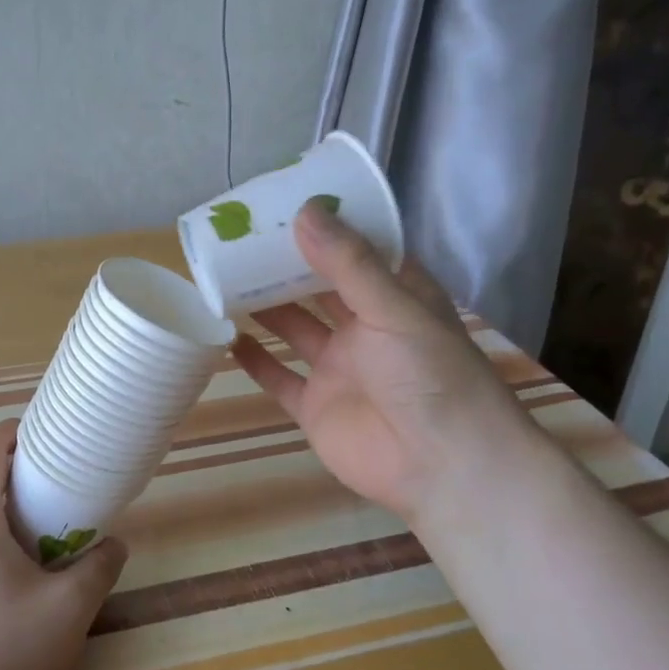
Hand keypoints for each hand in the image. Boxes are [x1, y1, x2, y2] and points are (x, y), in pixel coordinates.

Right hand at [233, 203, 532, 523]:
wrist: (442, 467)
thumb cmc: (430, 375)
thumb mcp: (394, 309)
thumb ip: (348, 264)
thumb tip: (304, 211)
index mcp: (396, 299)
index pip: (360, 252)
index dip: (329, 229)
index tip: (289, 202)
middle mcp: (367, 328)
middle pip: (320, 289)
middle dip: (287, 265)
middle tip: (243, 237)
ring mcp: (340, 369)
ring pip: (295, 329)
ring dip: (266, 307)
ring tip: (226, 277)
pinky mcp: (316, 407)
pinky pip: (279, 378)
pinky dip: (255, 360)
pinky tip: (227, 337)